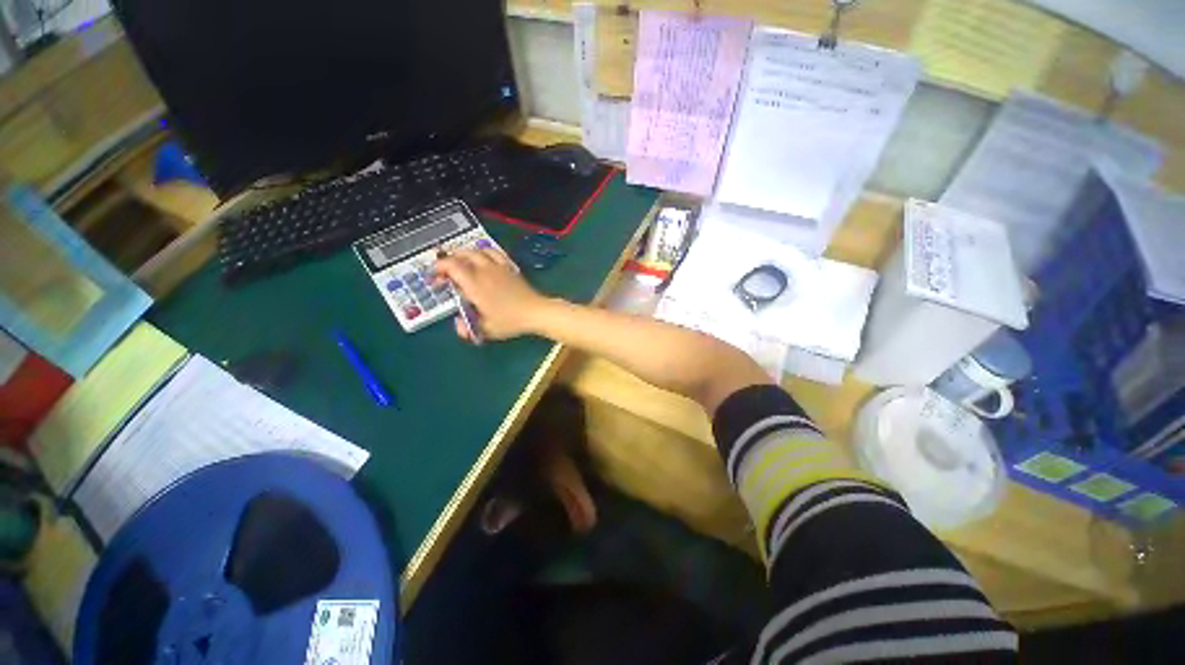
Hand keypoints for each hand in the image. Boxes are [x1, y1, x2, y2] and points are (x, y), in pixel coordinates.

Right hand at [433, 248, 550, 341]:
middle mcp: (484, 271)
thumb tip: (458, 325)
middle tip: (445, 274)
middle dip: (448, 261)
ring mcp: (498, 266)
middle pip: (461, 255)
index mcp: (475, 284)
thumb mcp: (486, 329)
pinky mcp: (509, 267)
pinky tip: (482, 259)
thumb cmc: (511, 321)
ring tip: (459, 264)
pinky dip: (483, 252)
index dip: (438, 269)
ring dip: (463, 254)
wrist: (536, 312)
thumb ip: (468, 328)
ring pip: (476, 250)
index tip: (434, 280)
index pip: (451, 266)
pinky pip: (493, 252)